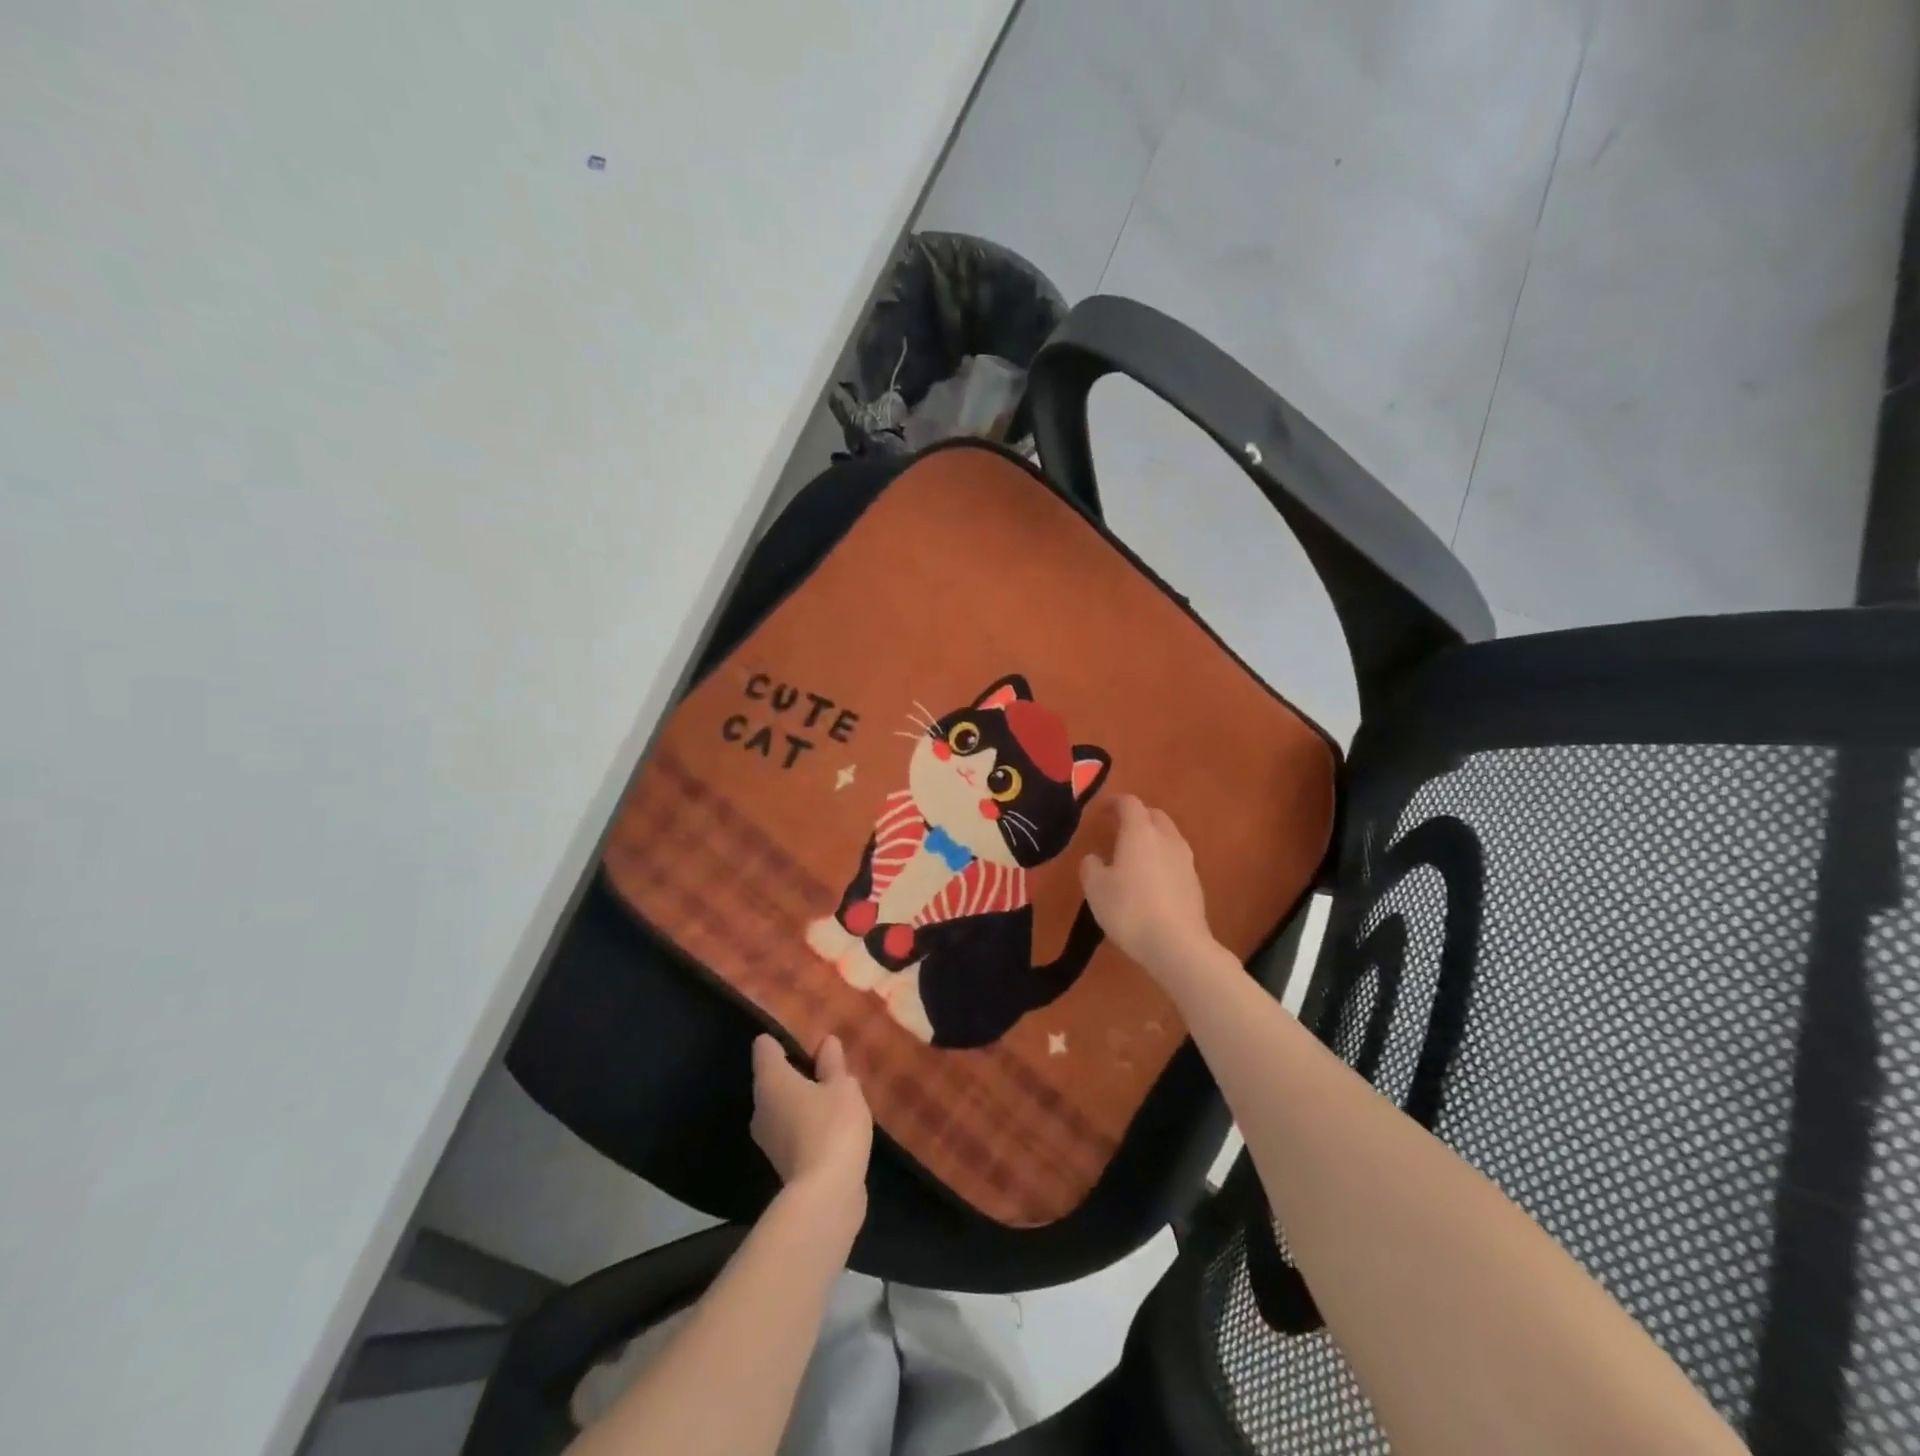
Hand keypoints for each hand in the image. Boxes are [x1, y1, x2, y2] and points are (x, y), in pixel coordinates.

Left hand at [751, 1034, 872, 1223]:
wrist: (825, 1196)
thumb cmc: (832, 1127)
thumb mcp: (842, 1087)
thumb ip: (833, 1064)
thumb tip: (826, 1042)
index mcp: (771, 1081)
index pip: (765, 1048)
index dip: (780, 1039)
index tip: (800, 1034)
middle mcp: (761, 1107)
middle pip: (773, 1079)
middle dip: (795, 1071)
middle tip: (824, 1062)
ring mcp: (769, 1139)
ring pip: (783, 1107)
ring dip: (802, 1100)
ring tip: (832, 1092)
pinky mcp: (782, 1163)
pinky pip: (793, 1130)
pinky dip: (807, 1124)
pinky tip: (831, 1124)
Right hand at [1080, 795, 1216, 984]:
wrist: (1177, 945)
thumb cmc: (1130, 910)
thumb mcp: (1096, 888)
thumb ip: (1091, 866)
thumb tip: (1095, 858)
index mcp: (1140, 832)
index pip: (1129, 803)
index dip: (1113, 802)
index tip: (1100, 810)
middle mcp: (1167, 838)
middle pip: (1154, 815)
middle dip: (1136, 817)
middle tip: (1118, 829)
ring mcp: (1186, 860)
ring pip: (1168, 836)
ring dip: (1152, 838)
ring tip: (1134, 854)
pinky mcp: (1195, 883)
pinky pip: (1176, 859)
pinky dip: (1162, 859)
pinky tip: (1151, 880)